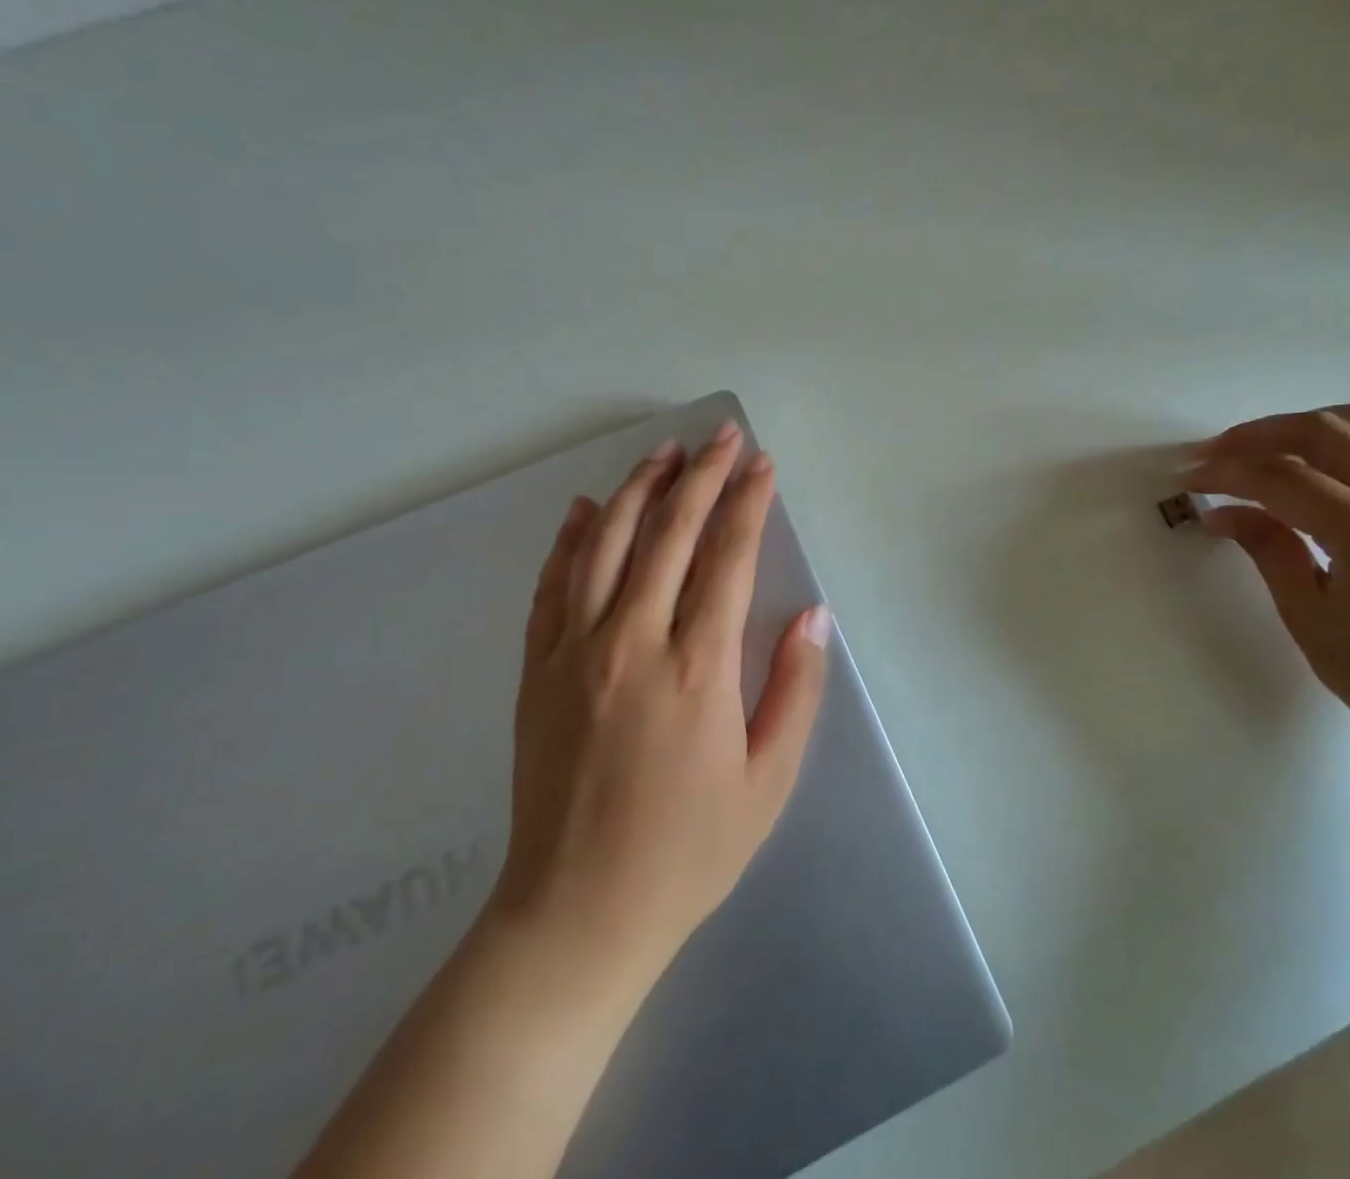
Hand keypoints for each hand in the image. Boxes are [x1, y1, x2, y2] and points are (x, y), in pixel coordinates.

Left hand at [491, 420, 830, 989]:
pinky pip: (553, 586)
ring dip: (639, 489)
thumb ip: (794, 689)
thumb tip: (811, 614)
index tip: (762, 464)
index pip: (728, 557)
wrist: (576, 913)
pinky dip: (571, 538)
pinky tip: (587, 507)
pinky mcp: (537, 670)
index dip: (748, 503)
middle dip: (702, 476)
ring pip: (607, 544)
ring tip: (664, 453)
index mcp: (698, 668)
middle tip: (721, 435)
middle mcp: (633, 642)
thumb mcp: (768, 781)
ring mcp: (576, 652)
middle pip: (669, 534)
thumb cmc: (688, 850)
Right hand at [1181, 403, 1349, 762]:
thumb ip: (1267, 548)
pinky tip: (1311, 469)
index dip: (1228, 473)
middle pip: (1326, 432)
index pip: (1286, 478)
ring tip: (1261, 449)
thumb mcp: (1308, 616)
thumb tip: (1221, 512)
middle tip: (1214, 453)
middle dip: (1259, 435)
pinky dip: (1342, 442)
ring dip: (1304, 426)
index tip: (1189, 478)